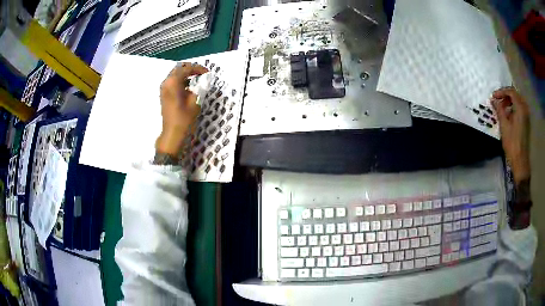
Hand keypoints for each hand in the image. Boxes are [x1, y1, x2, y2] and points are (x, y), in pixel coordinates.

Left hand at [156, 63, 207, 155]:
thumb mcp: (195, 101)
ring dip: (186, 75)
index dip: (198, 69)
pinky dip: (181, 81)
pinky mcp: (164, 95)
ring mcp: (164, 89)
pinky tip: (189, 87)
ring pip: (175, 75)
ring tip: (197, 80)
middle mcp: (166, 82)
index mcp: (173, 82)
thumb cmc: (184, 118)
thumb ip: (199, 87)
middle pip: (179, 69)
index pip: (186, 68)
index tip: (207, 73)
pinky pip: (173, 82)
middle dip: (191, 69)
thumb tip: (203, 80)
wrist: (173, 134)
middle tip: (202, 74)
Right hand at [491, 87, 530, 184]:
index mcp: (520, 108)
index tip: (493, 97)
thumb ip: (499, 110)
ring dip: (509, 102)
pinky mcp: (526, 122)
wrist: (520, 161)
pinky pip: (519, 109)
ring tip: (502, 109)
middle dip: (505, 96)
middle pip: (515, 95)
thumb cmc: (512, 143)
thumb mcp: (504, 125)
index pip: (511, 91)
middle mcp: (525, 109)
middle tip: (498, 102)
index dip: (501, 92)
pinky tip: (508, 116)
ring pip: (517, 102)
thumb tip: (493, 100)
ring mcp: (526, 116)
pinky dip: (513, 108)